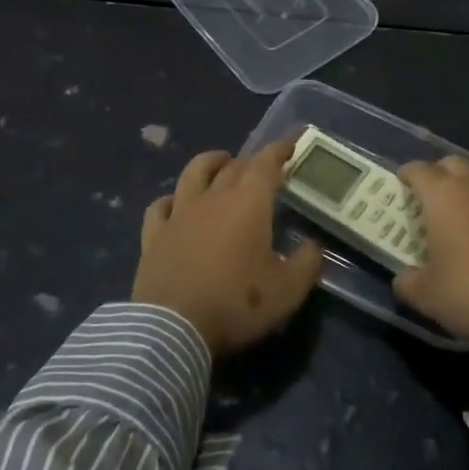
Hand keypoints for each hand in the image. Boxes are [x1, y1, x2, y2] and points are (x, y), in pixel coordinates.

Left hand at [133, 140, 322, 355]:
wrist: (173, 330)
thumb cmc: (236, 304)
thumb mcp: (288, 290)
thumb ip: (307, 263)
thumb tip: (313, 246)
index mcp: (248, 203)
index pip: (267, 163)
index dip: (281, 148)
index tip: (293, 139)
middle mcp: (213, 198)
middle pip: (234, 166)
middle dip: (253, 160)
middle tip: (265, 165)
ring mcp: (179, 214)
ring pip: (194, 173)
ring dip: (211, 163)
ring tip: (222, 162)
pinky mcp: (154, 236)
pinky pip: (160, 206)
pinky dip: (171, 199)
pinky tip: (175, 203)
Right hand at [393, 156, 468, 347]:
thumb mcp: (426, 295)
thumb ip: (408, 281)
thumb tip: (404, 277)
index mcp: (443, 196)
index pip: (419, 170)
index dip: (407, 174)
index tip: (402, 183)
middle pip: (452, 163)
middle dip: (438, 174)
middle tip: (431, 195)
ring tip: (464, 210)